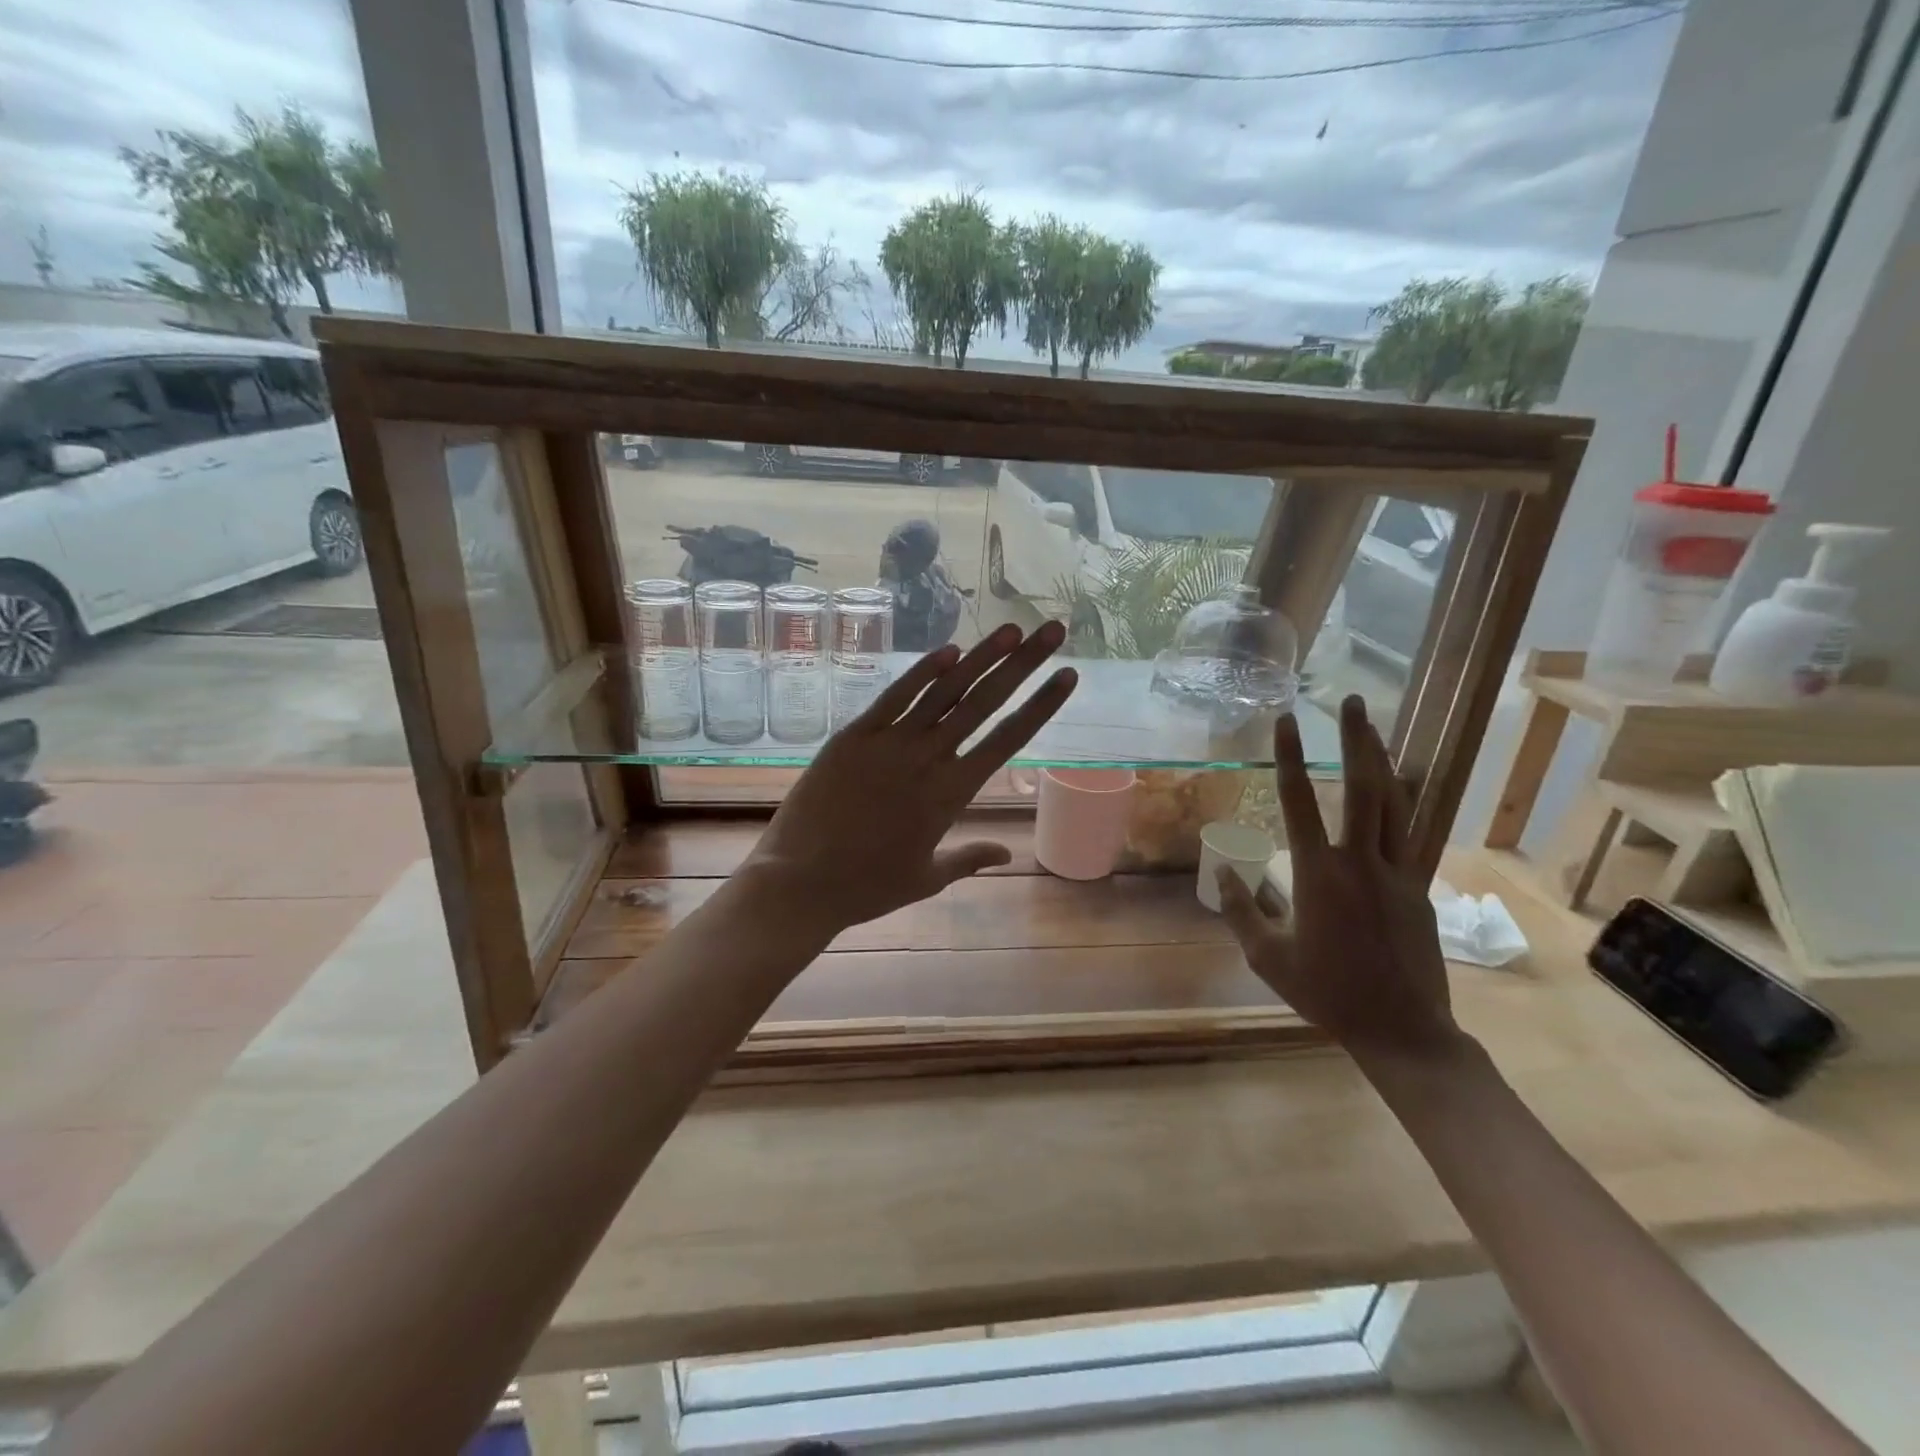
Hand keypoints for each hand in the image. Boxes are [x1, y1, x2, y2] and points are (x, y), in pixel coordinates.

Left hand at [746, 621, 1076, 935]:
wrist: (800, 883)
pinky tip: (949, 650)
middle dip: (1023, 664)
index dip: (1041, 705)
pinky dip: (922, 672)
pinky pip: (894, 697)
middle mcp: (928, 760)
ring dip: (980, 657)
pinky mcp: (853, 736)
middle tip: (1052, 631)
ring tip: (1010, 629)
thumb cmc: (866, 887)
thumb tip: (1008, 855)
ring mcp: (890, 743)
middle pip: (984, 703)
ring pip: (944, 691)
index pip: (1008, 739)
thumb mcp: (926, 878)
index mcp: (952, 795)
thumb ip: (969, 859)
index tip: (1067, 676)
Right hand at [1216, 695, 1460, 1068]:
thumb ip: (1242, 911)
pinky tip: (1400, 788)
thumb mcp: (1268, 958)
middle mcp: (1362, 862)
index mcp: (1319, 875)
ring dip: (1384, 761)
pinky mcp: (1419, 889)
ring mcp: (1398, 873)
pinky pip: (1411, 834)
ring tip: (1375, 729)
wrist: (1403, 1030)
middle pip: (1364, 787)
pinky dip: (1404, 802)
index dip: (1289, 757)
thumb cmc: (1327, 993)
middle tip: (1353, 701)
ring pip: (1396, 804)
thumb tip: (1223, 874)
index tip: (1285, 721)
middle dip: (1357, 739)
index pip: (1300, 802)